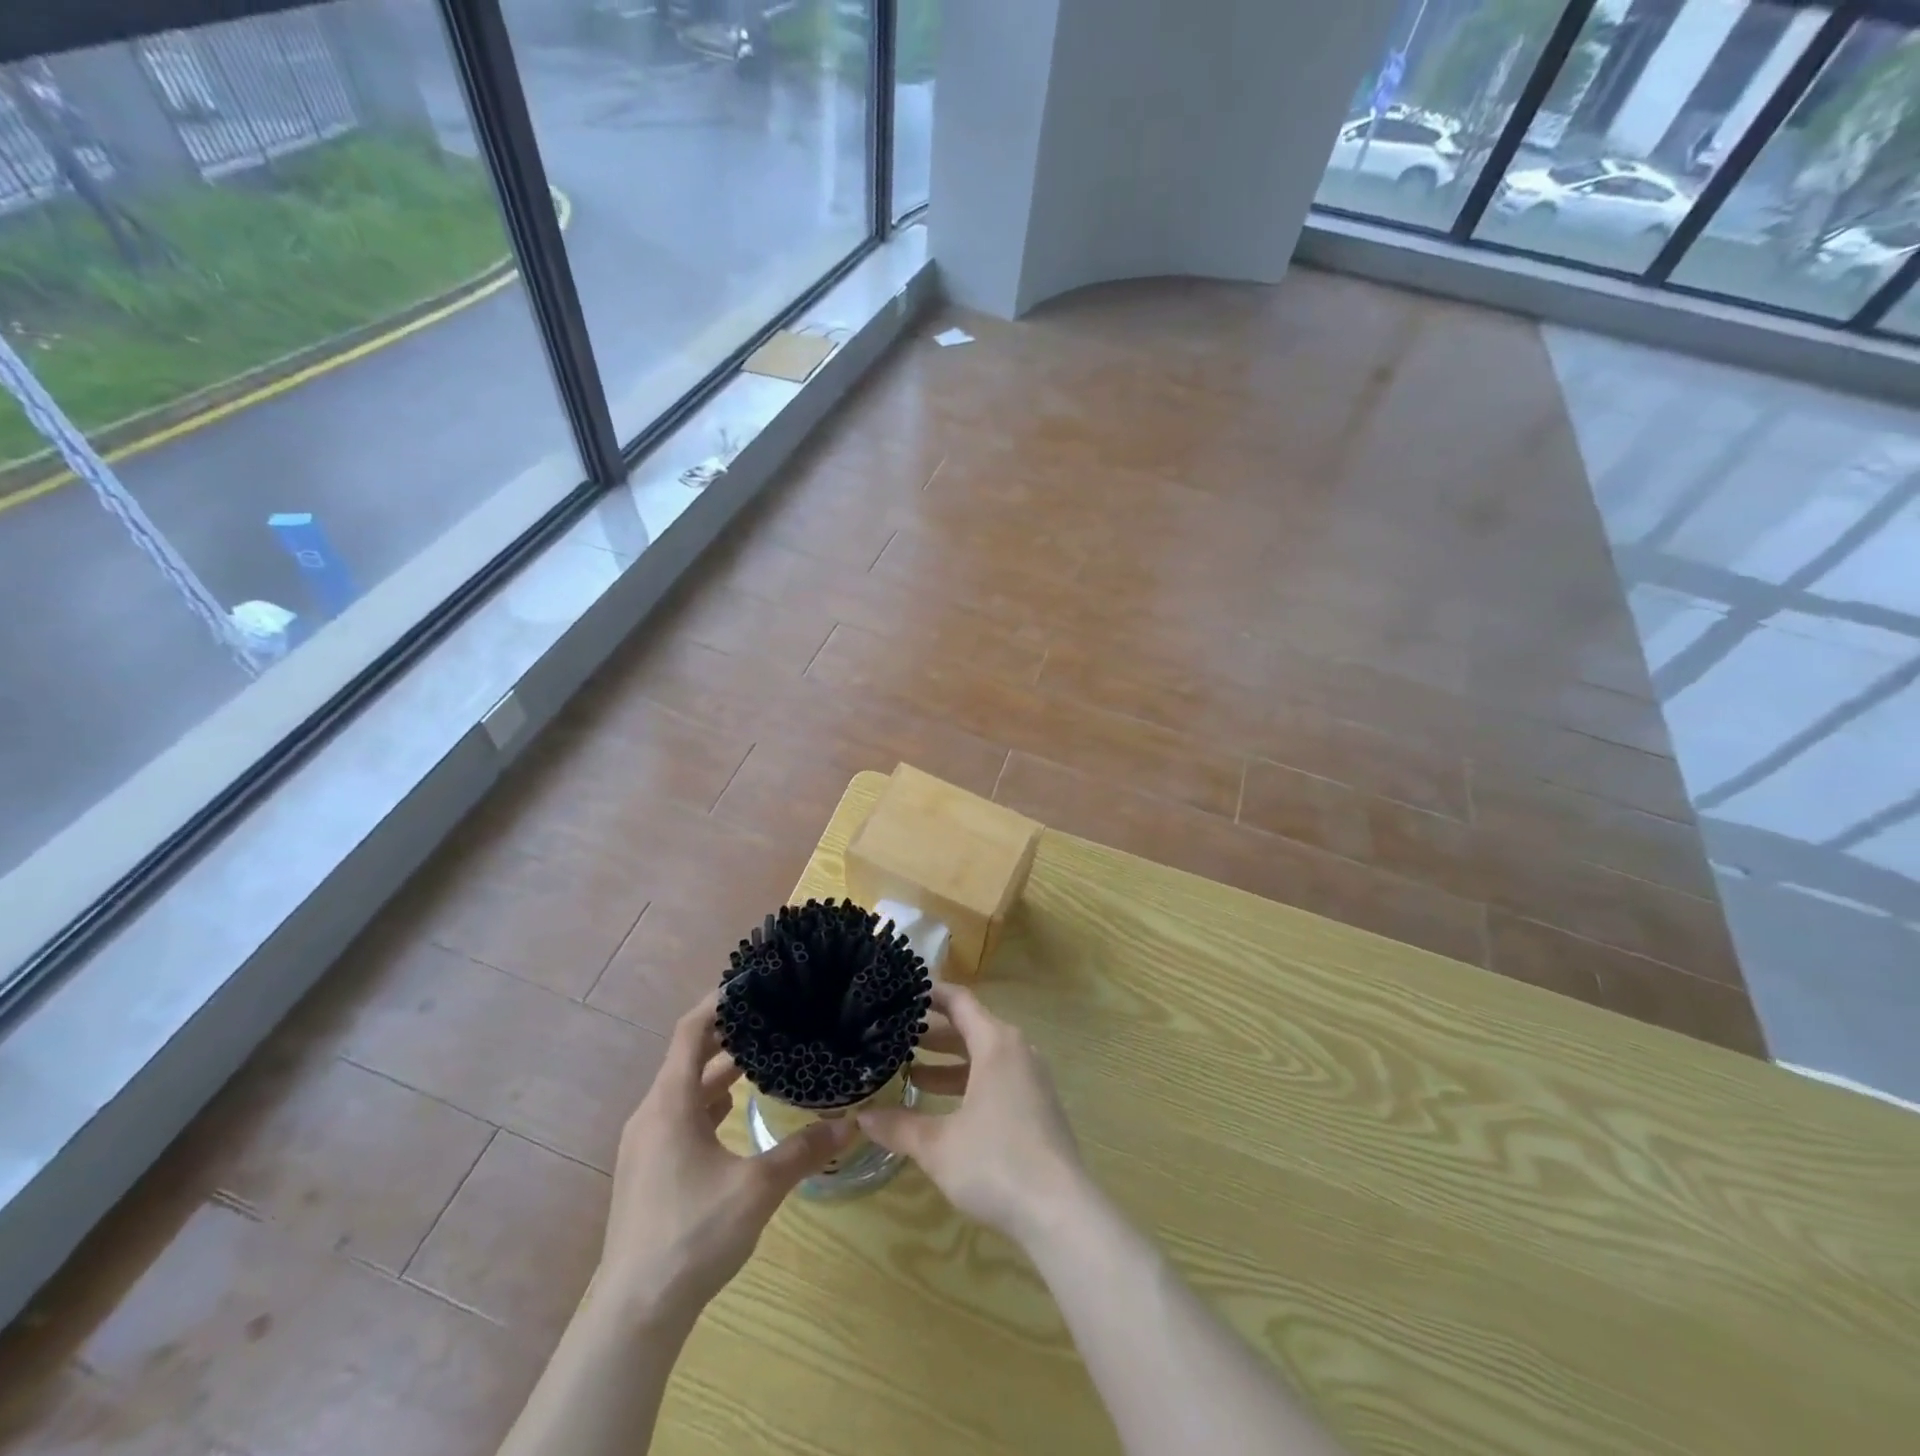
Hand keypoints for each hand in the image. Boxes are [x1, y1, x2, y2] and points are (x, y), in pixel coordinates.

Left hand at [598, 990, 853, 1329]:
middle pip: (689, 1056)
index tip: (752, 982)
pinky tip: (738, 1110)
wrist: (634, 1312)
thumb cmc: (692, 1235)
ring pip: (685, 1089)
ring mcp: (646, 1143)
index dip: (718, 1002)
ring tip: (765, 1056)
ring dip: (721, 1070)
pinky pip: (681, 1115)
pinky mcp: (648, 1169)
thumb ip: (803, 1150)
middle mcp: (652, 1114)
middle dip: (730, 1035)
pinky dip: (709, 1101)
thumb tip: (852, 1123)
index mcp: (670, 1104)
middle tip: (773, 1017)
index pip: (690, 1031)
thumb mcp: (757, 1188)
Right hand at [861, 983, 1085, 1244]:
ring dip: (948, 1062)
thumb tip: (861, 1116)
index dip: (929, 993)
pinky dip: (968, 1082)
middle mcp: (1017, 1051)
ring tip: (909, 1071)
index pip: (959, 1001)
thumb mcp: (938, 1145)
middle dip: (932, 1032)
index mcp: (996, 1043)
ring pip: (983, 1056)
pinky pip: (996, 1078)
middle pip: (970, 1027)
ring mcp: (1031, 1079)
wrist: (1061, 1212)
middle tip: (894, 1035)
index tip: (899, 993)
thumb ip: (898, 1126)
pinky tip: (942, 1107)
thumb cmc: (996, 1163)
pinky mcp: (1037, 1106)